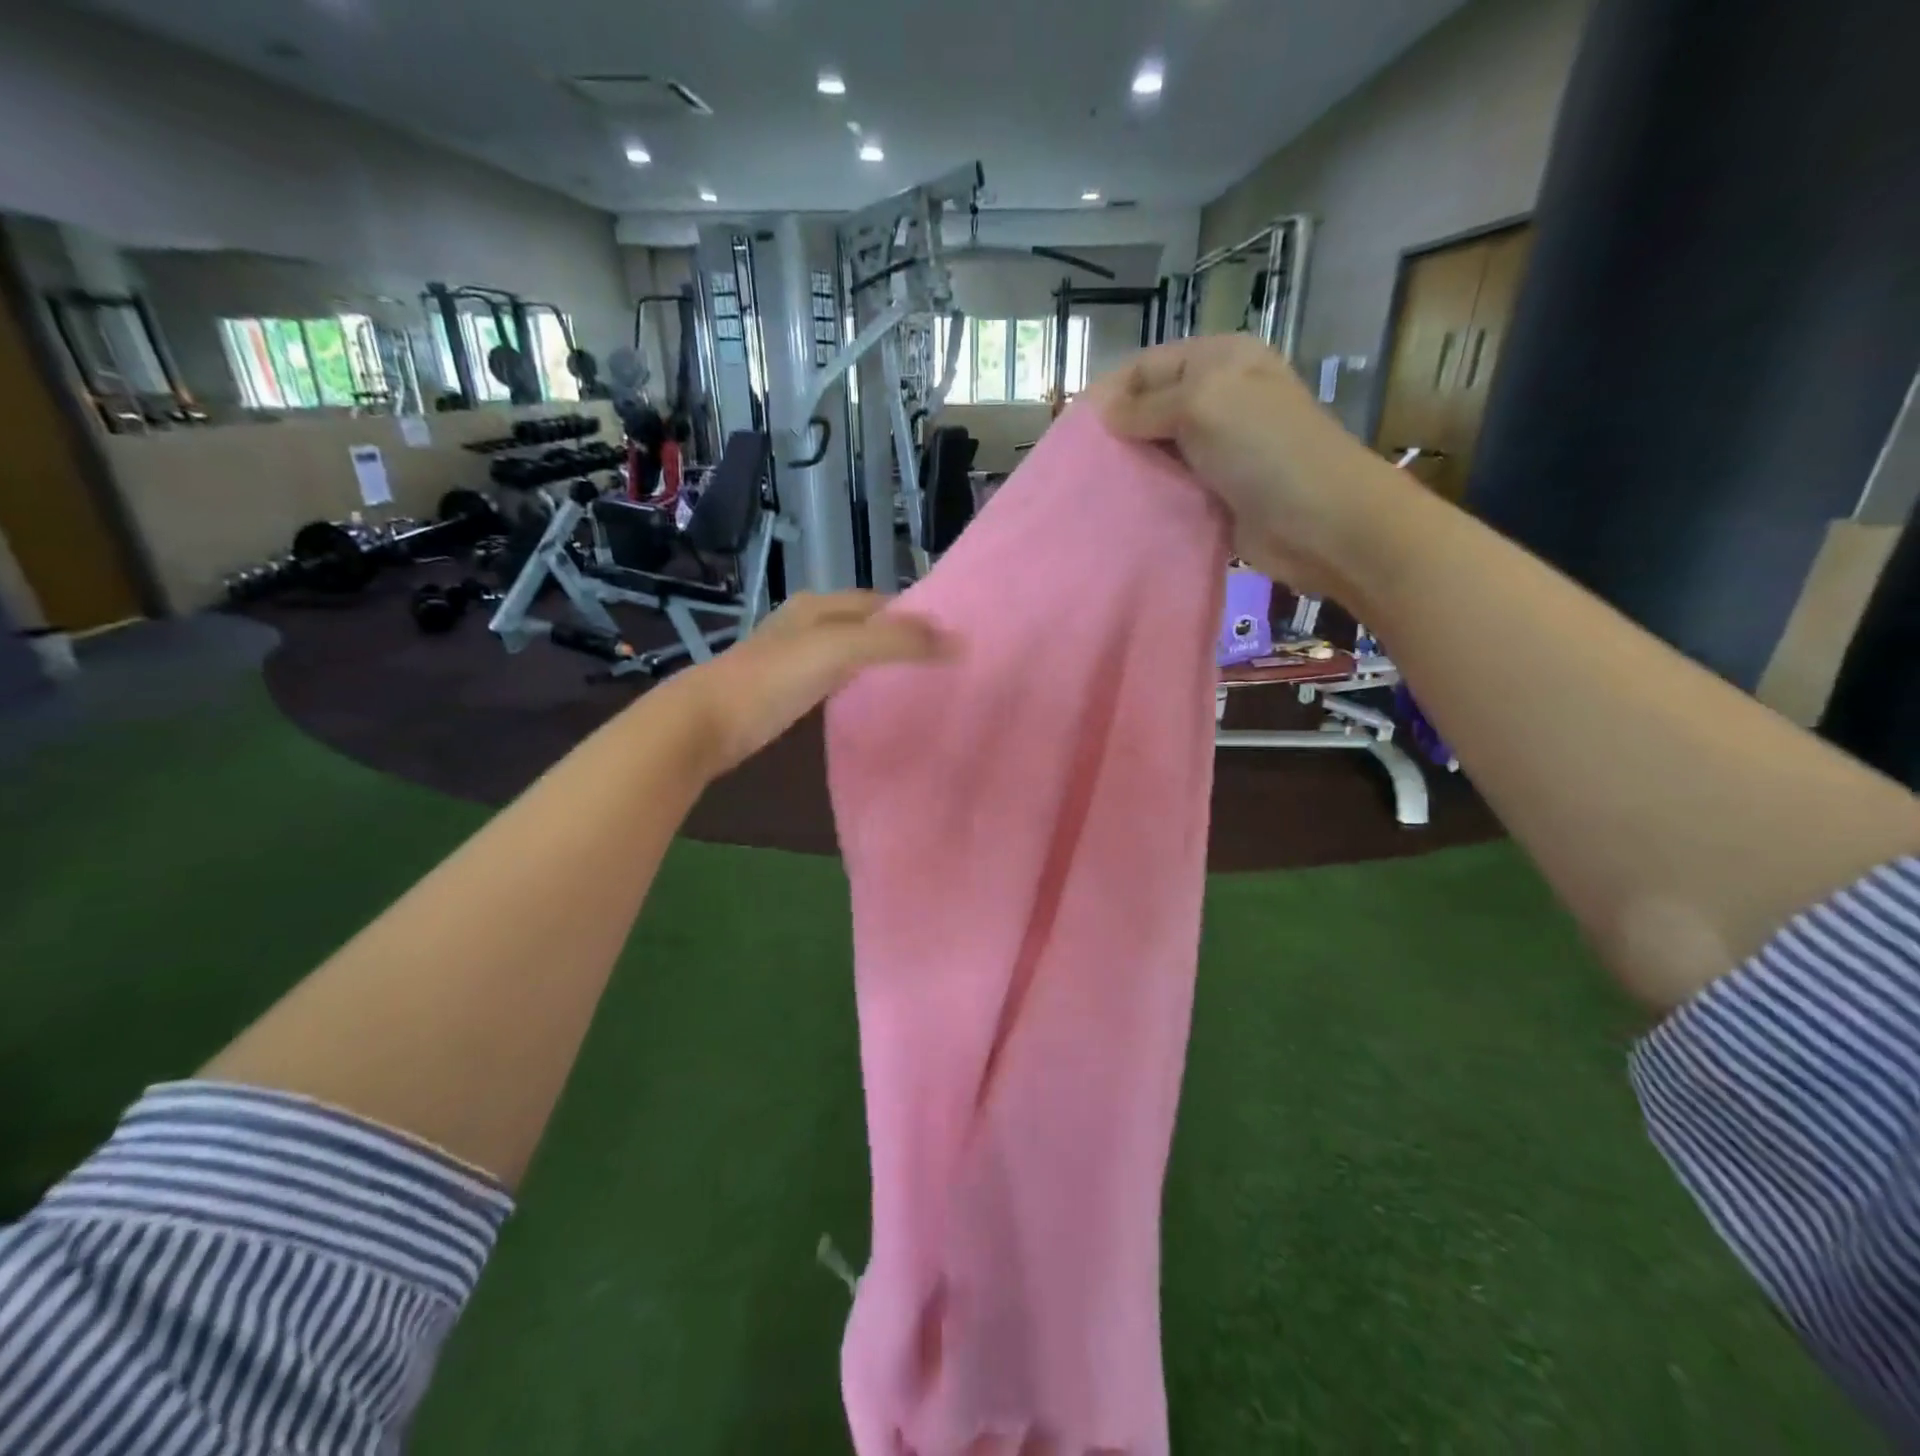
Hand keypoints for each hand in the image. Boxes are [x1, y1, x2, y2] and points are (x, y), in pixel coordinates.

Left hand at [678, 592, 956, 774]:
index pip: (882, 602)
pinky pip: (834, 674)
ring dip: (879, 658)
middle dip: (900, 637)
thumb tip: (957, 640)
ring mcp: (794, 654)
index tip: (951, 638)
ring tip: (915, 678)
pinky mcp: (786, 686)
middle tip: (939, 661)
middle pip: (866, 624)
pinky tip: (868, 696)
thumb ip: (896, 642)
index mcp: (821, 605)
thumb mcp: (840, 650)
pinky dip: (857, 679)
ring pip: (850, 649)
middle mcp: (808, 622)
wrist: (707, 721)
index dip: (916, 616)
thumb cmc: (773, 679)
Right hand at [1094, 336, 1408, 594]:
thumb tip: (1103, 412)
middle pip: (1151, 407)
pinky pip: (1172, 487)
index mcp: (1220, 360)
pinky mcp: (1217, 492)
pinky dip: (1149, 496)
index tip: (1072, 429)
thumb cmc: (1265, 449)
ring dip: (1130, 468)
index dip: (1110, 391)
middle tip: (1078, 465)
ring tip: (1092, 489)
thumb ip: (1148, 404)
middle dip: (1116, 432)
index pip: (1148, 364)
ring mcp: (1219, 449)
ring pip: (1159, 451)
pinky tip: (1122, 509)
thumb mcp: (1203, 403)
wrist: (1322, 521)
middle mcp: (1219, 398)